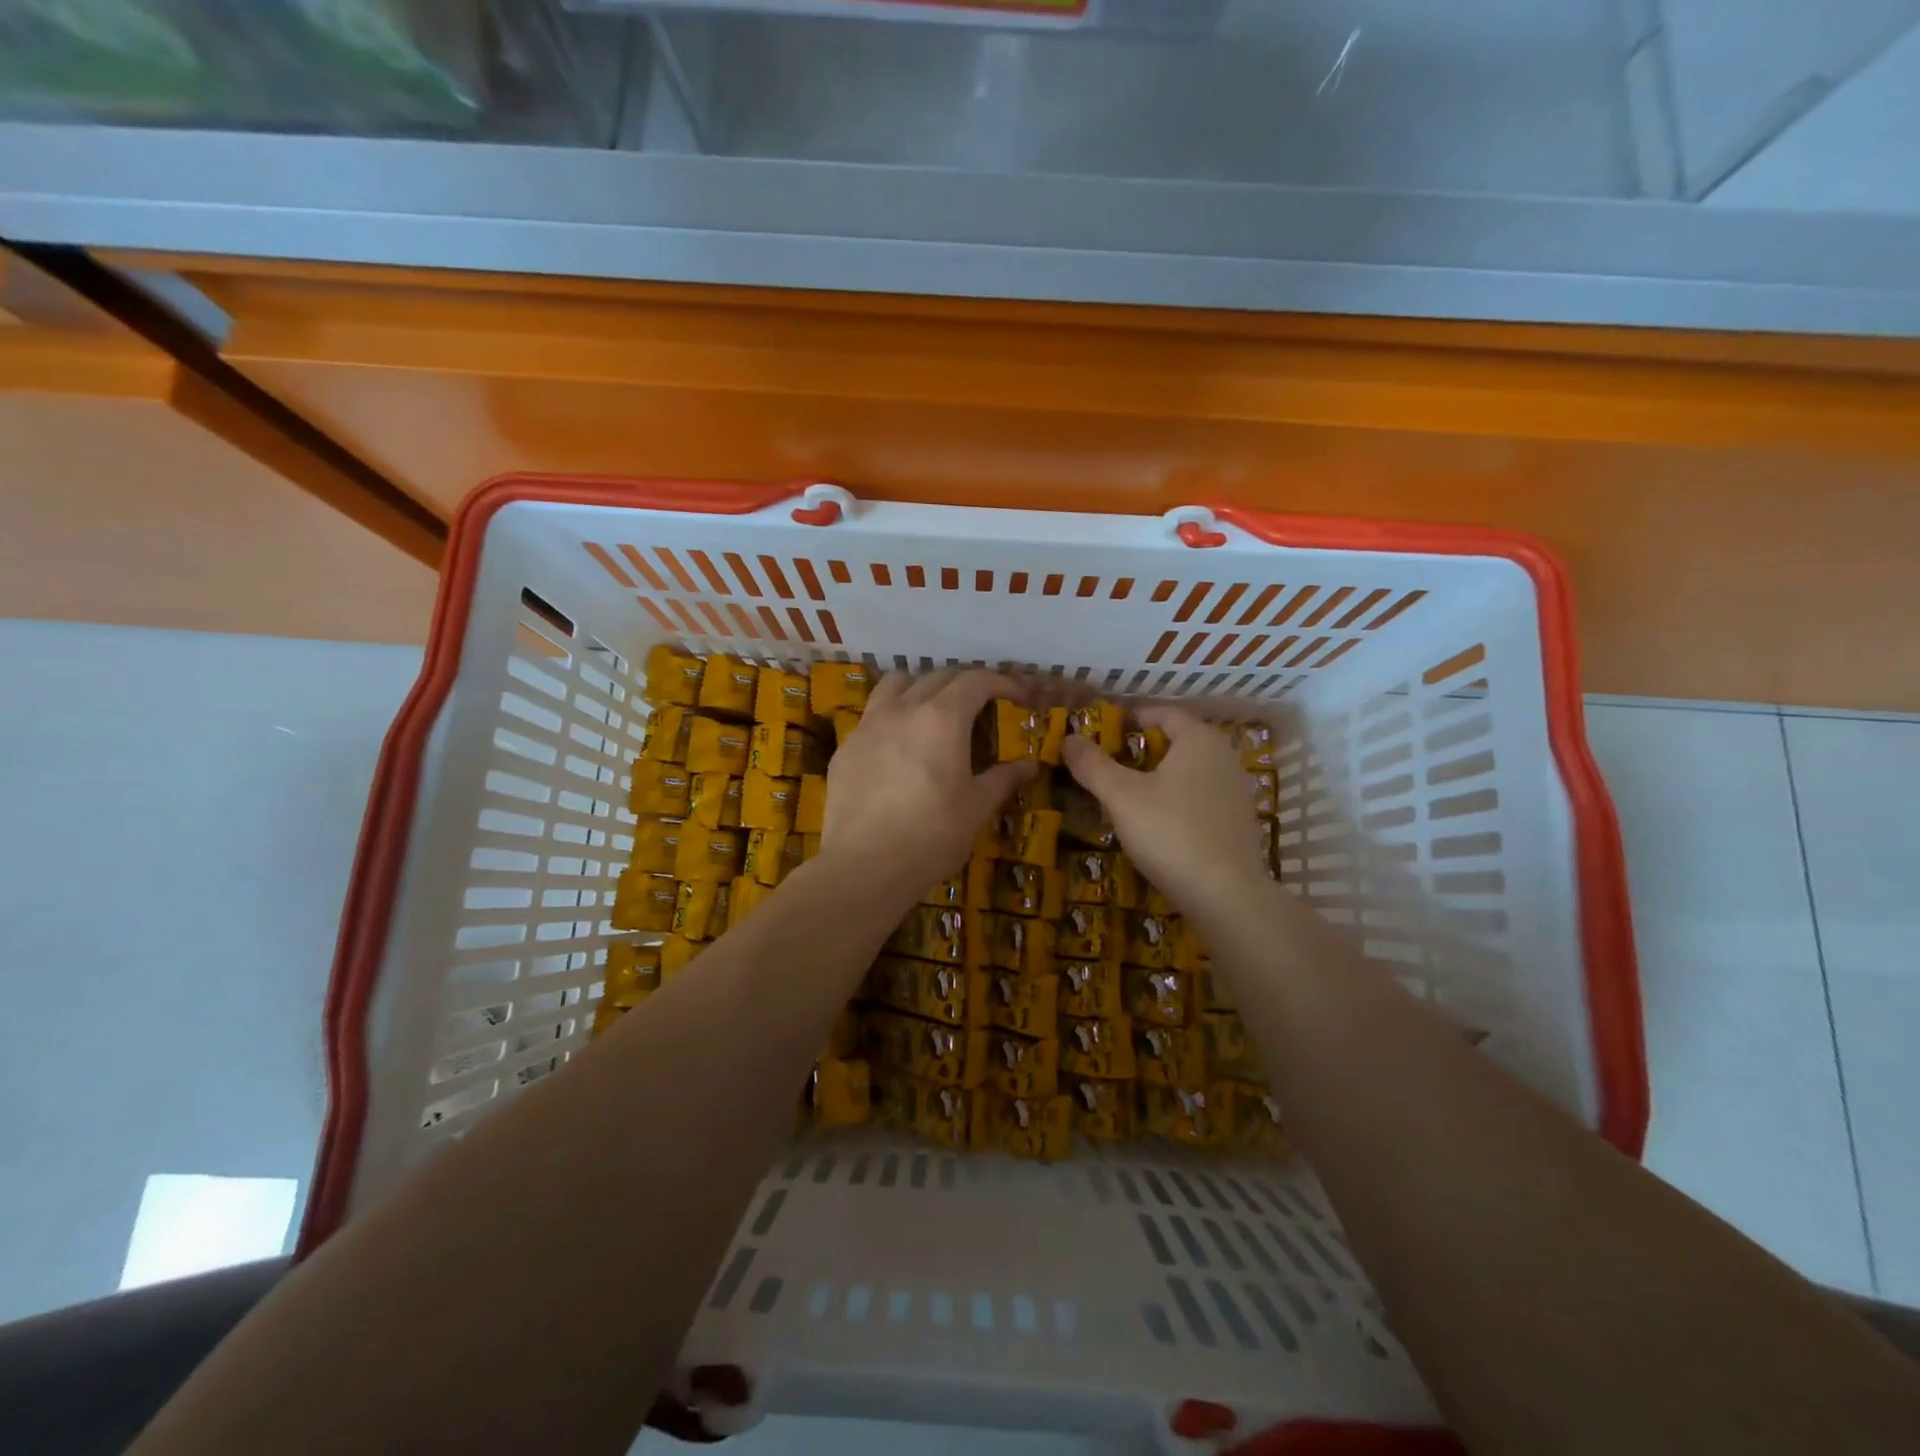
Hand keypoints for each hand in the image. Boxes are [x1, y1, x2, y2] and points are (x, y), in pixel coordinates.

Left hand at [820, 669, 1032, 905]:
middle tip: (983, 704)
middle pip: (938, 676)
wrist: (865, 866)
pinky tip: (899, 744)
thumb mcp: (977, 808)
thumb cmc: (932, 835)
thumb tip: (1029, 765)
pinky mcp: (846, 747)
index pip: (976, 681)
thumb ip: (1003, 779)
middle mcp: (903, 709)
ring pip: (896, 684)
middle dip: (966, 683)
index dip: (1002, 683)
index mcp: (942, 718)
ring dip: (922, 686)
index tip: (1018, 697)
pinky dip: (893, 714)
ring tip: (934, 709)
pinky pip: (872, 714)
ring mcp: (869, 725)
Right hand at [1060, 705, 1269, 922]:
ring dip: (1159, 775)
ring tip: (1126, 791)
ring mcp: (1235, 791)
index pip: (1163, 712)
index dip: (1132, 716)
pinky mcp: (1238, 823)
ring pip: (1189, 771)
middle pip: (1178, 740)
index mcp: (1199, 740)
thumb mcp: (1121, 796)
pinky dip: (1176, 799)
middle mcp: (1223, 757)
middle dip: (1142, 747)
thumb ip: (1093, 765)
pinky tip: (1156, 821)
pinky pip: (1200, 797)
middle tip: (1108, 760)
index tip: (1103, 727)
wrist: (1225, 895)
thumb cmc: (1170, 832)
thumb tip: (1069, 738)